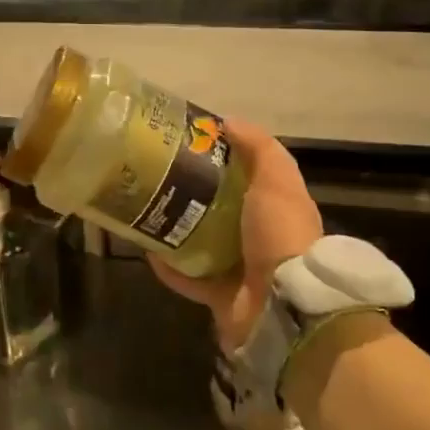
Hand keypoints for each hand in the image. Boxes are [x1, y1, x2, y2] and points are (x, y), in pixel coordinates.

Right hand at [150, 118, 321, 349]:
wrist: (283, 307)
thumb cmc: (280, 234)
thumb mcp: (277, 180)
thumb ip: (258, 148)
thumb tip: (228, 121)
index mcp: (277, 208)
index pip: (248, 176)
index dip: (222, 158)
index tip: (190, 143)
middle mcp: (259, 238)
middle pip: (220, 209)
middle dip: (192, 193)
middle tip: (159, 175)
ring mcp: (239, 269)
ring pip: (200, 243)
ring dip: (175, 229)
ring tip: (146, 208)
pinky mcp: (219, 296)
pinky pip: (187, 277)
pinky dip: (168, 266)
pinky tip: (147, 248)